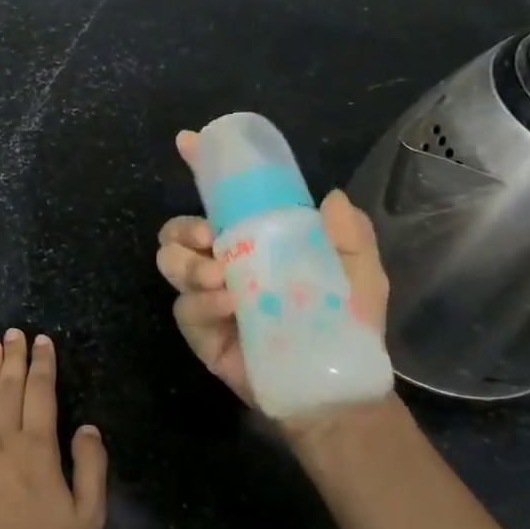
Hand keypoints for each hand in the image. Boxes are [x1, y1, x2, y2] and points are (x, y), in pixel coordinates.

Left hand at [0, 331, 107, 528]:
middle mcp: (2, 440)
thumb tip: (87, 426)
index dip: (42, 364)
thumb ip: (91, 467)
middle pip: (8, 387)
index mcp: (38, 449)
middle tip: (15, 332)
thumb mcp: (88, 519)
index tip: (43, 341)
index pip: (40, 393)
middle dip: (14, 356)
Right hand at [155, 128, 390, 408]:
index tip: (187, 142)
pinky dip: (203, 301)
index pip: (219, 200)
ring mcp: (207, 298)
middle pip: (177, 231)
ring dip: (187, 264)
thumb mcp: (360, 272)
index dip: (200, 168)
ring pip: (169, 263)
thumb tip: (330, 197)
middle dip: (183, 228)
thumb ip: (350, 235)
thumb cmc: (346, 323)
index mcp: (253, 240)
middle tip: (209, 238)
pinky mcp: (200, 332)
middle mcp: (222, 263)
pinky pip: (184, 308)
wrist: (336, 386)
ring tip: (221, 278)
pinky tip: (230, 305)